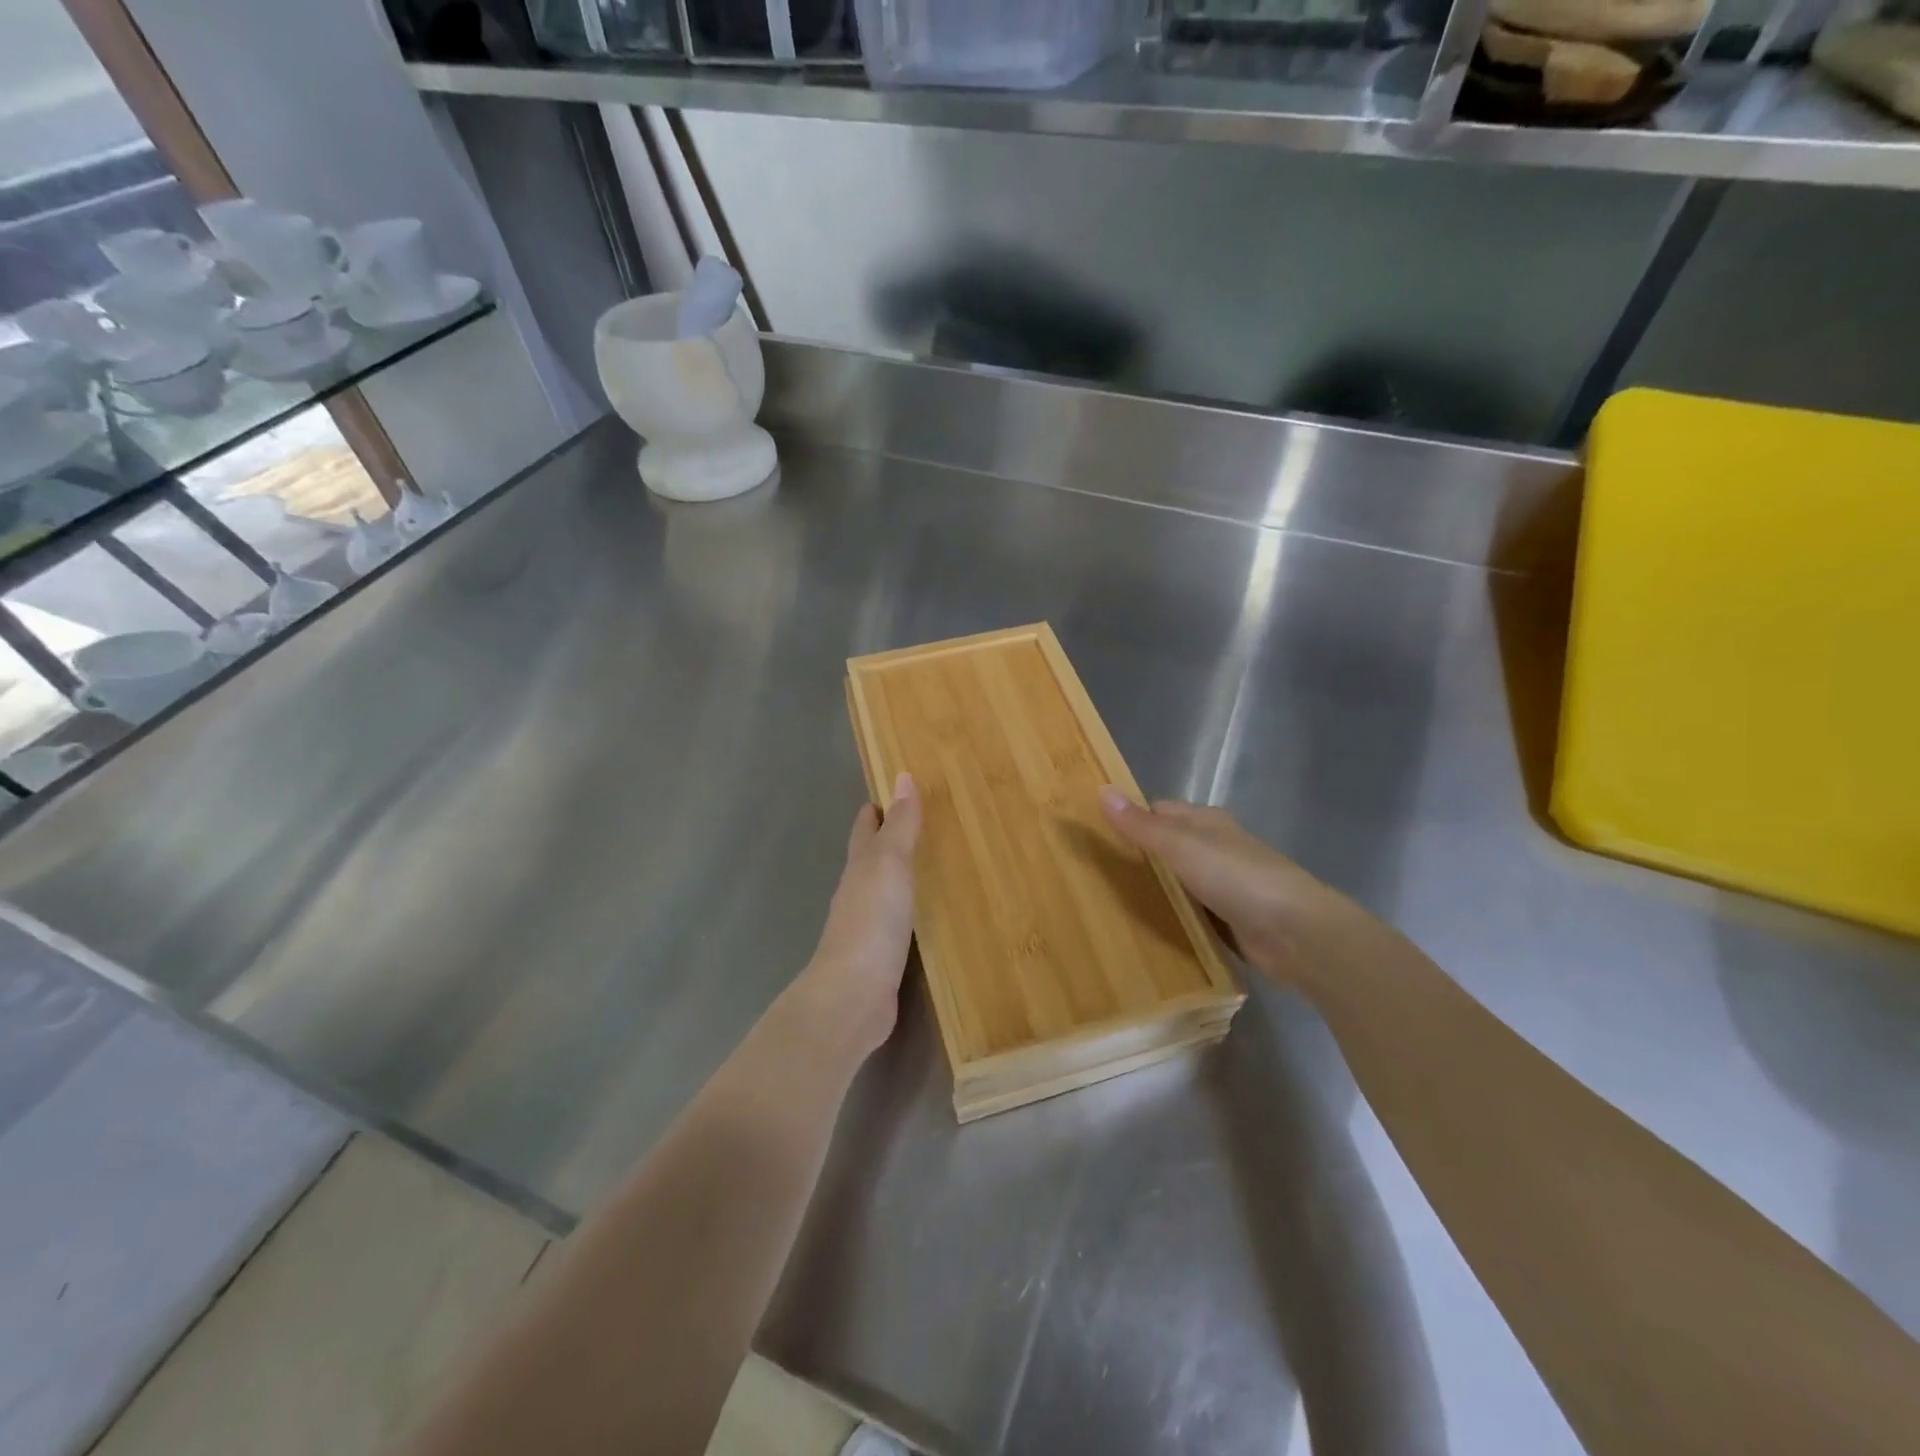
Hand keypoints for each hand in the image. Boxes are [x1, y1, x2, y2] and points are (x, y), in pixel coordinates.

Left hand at [799, 773, 921, 1056]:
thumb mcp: (889, 863)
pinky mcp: (883, 956)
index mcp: (859, 866)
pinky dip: (913, 908)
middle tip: (925, 822)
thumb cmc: (871, 920)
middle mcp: (859, 891)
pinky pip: (900, 921)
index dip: (877, 808)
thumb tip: (902, 776)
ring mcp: (869, 926)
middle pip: (873, 857)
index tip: (899, 789)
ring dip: (903, 874)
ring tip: (934, 862)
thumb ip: (900, 825)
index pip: (866, 827)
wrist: (853, 995)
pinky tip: (930, 913)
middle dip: (891, 838)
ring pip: (886, 889)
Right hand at [1099, 788, 1357, 989]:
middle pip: (1166, 847)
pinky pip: (1189, 913)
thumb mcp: (1181, 846)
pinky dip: (1171, 917)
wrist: (1296, 932)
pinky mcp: (1229, 919)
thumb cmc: (1237, 878)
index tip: (1092, 834)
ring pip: (1176, 882)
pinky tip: (1145, 929)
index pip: (1157, 812)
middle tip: (1090, 874)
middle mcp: (1215, 848)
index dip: (1128, 818)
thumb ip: (1142, 825)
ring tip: (1106, 903)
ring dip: (1152, 891)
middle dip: (1135, 858)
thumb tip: (1102, 790)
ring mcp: (1223, 885)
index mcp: (1206, 822)